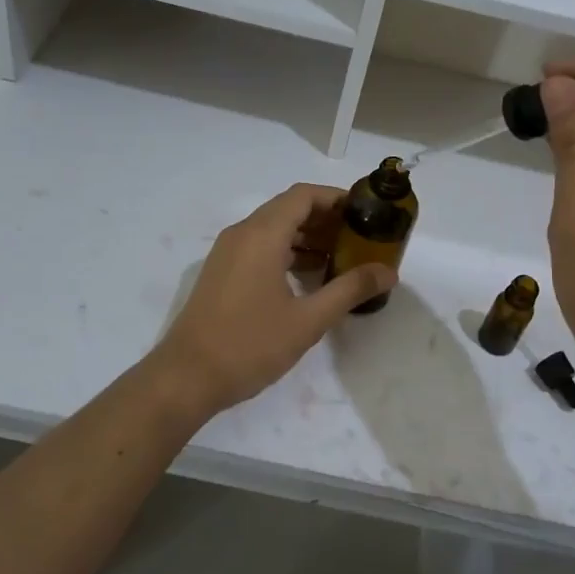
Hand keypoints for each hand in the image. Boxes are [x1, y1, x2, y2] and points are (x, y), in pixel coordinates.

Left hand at [149, 184, 396, 419]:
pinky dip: (287, 251)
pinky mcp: (222, 272)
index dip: (336, 198)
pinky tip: (309, 278)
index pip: (304, 196)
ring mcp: (227, 252)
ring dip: (307, 237)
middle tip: (360, 238)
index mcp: (262, 235)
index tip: (366, 212)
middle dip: (326, 219)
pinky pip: (260, 247)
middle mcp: (242, 234)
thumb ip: (349, 290)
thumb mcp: (308, 320)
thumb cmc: (250, 344)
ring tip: (342, 258)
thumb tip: (388, 272)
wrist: (187, 377)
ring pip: (273, 229)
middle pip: (289, 209)